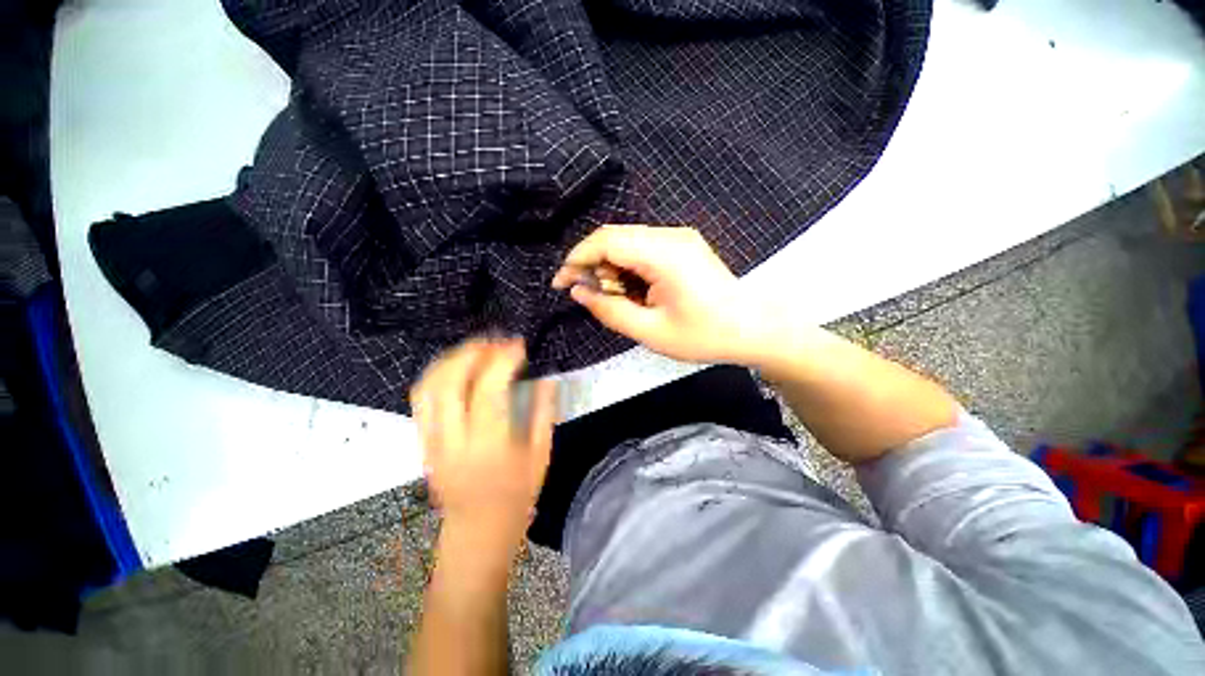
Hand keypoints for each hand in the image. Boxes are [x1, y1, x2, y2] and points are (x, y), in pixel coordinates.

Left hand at [410, 338, 556, 548]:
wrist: (477, 530)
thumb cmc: (517, 495)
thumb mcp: (541, 455)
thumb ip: (543, 412)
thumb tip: (547, 376)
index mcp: (488, 446)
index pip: (488, 389)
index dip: (502, 359)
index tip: (519, 344)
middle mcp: (453, 439)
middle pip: (449, 381)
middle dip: (472, 350)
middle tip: (496, 340)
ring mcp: (431, 440)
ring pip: (428, 386)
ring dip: (451, 358)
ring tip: (477, 347)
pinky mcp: (422, 441)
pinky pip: (420, 399)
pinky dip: (436, 374)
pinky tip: (456, 366)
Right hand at [551, 225, 769, 363]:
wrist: (753, 328)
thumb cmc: (703, 335)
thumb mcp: (650, 331)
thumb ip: (609, 311)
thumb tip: (578, 291)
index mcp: (664, 254)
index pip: (607, 241)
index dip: (577, 258)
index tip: (561, 282)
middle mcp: (671, 235)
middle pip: (615, 238)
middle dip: (592, 264)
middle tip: (586, 294)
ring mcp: (679, 238)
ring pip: (628, 242)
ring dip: (611, 267)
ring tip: (614, 297)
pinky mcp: (683, 246)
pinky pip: (643, 248)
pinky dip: (628, 267)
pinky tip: (632, 290)